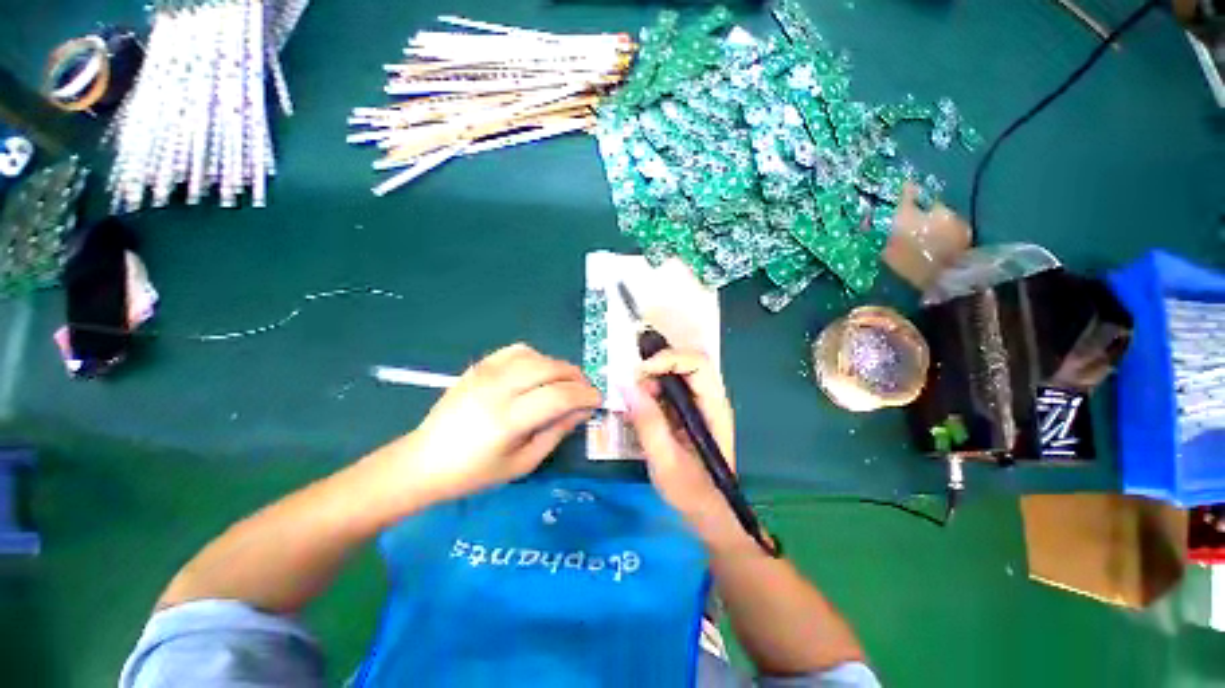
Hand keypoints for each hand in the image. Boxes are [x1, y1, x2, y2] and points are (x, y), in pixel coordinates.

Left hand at [388, 343, 600, 502]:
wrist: (424, 460)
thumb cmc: (474, 472)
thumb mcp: (523, 463)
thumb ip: (556, 433)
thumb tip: (582, 410)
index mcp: (508, 419)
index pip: (559, 396)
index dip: (585, 395)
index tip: (597, 400)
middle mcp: (498, 388)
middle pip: (550, 369)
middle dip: (577, 377)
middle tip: (586, 390)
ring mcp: (486, 373)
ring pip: (537, 356)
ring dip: (559, 366)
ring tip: (566, 382)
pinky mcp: (479, 366)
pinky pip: (516, 350)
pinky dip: (536, 357)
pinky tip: (539, 371)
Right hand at [625, 350, 754, 552]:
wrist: (708, 515)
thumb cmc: (692, 492)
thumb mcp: (665, 461)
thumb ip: (648, 423)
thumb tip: (626, 385)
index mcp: (714, 407)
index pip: (698, 364)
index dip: (669, 359)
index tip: (640, 372)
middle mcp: (708, 399)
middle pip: (686, 363)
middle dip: (656, 366)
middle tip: (632, 384)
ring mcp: (697, 405)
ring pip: (674, 375)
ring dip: (650, 380)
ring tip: (632, 401)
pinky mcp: (684, 413)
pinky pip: (666, 390)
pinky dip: (648, 393)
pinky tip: (635, 410)